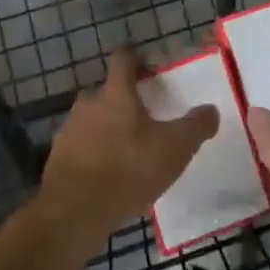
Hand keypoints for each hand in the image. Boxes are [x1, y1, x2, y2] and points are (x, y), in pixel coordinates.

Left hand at [39, 49, 217, 250]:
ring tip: (128, 151)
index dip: (137, 59)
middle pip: (108, 91)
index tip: (150, 69)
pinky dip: (94, 154)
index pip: (124, 58)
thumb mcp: (174, 148)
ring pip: (93, 119)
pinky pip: (81, 147)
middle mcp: (89, 102)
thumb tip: (211, 110)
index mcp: (116, 92)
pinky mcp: (58, 157)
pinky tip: (109, 176)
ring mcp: (70, 129)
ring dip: (108, 129)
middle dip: (124, 101)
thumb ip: (195, 127)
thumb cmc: (128, 168)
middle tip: (145, 119)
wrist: (74, 211)